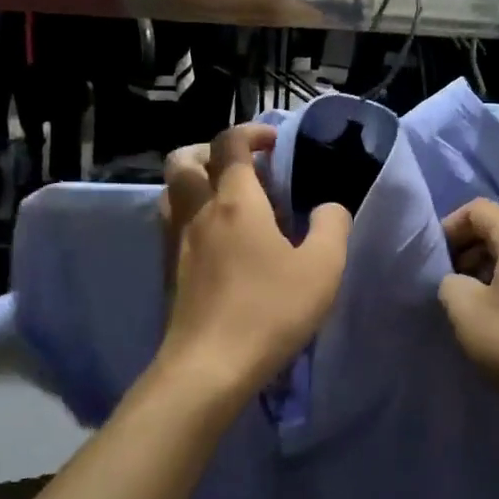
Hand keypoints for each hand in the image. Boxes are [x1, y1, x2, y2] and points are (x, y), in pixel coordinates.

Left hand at [158, 125, 351, 394]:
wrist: (209, 366)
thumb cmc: (269, 311)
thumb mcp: (322, 268)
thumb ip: (332, 226)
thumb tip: (328, 206)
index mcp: (235, 201)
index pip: (231, 143)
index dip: (252, 132)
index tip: (275, 143)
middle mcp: (198, 211)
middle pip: (185, 159)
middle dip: (212, 150)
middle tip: (243, 168)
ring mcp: (176, 240)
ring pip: (171, 190)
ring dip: (196, 180)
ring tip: (228, 200)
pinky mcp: (167, 269)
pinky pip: (171, 222)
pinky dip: (190, 213)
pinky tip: (217, 239)